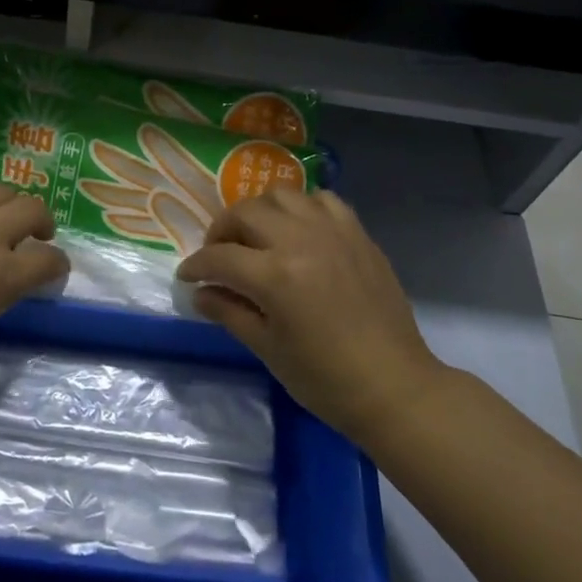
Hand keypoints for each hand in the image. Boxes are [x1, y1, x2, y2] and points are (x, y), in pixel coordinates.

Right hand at [177, 188, 443, 443]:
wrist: (394, 386)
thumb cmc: (325, 379)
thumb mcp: (268, 349)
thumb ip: (229, 313)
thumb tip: (199, 294)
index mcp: (274, 276)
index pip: (219, 257)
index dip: (196, 266)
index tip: (187, 276)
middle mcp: (300, 241)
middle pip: (244, 213)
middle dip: (221, 231)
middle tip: (218, 255)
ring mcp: (332, 232)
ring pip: (281, 195)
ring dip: (259, 211)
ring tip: (256, 236)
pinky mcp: (357, 233)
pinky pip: (322, 200)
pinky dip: (302, 208)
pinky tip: (298, 230)